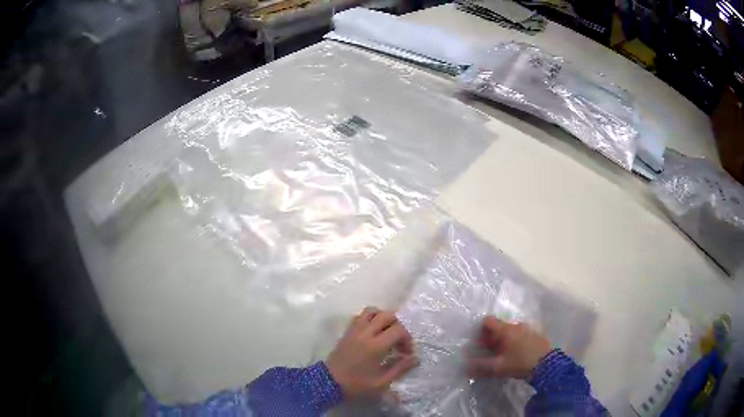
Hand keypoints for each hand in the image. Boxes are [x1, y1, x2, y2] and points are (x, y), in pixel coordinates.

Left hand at [326, 307, 416, 398]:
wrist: (328, 382)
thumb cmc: (356, 385)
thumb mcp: (382, 382)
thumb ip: (400, 368)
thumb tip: (415, 358)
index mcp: (376, 346)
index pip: (399, 330)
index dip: (407, 339)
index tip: (406, 353)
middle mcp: (366, 333)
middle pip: (387, 315)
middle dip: (398, 325)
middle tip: (398, 341)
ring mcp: (354, 330)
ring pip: (372, 311)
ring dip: (383, 318)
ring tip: (387, 332)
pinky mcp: (347, 331)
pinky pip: (360, 316)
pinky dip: (370, 318)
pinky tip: (373, 333)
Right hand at [467, 316, 550, 379]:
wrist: (547, 365)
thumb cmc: (521, 363)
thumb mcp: (499, 367)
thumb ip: (481, 366)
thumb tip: (465, 366)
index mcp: (506, 330)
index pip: (488, 321)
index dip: (480, 330)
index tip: (477, 342)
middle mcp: (516, 325)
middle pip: (499, 327)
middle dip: (491, 338)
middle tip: (487, 352)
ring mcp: (527, 329)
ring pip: (510, 331)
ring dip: (503, 340)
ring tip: (501, 355)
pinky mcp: (536, 335)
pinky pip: (520, 335)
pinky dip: (514, 342)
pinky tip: (515, 354)